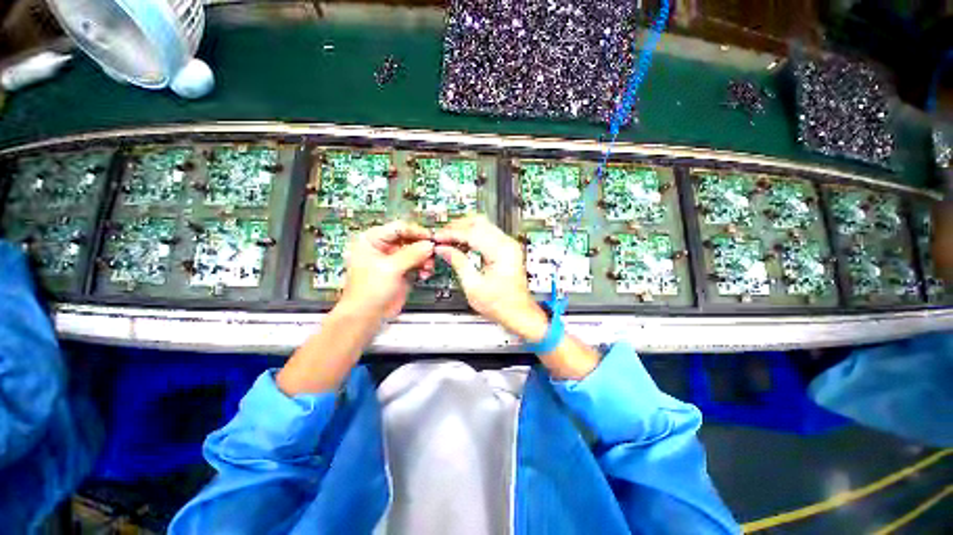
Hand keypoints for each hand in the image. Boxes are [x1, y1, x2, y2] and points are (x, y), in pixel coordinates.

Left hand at [339, 220, 434, 319]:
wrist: (367, 316)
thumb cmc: (368, 291)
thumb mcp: (390, 268)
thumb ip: (411, 254)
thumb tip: (429, 245)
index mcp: (372, 240)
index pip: (399, 228)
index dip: (416, 232)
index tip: (431, 238)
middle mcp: (383, 247)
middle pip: (409, 239)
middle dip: (422, 248)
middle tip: (432, 254)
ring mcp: (394, 260)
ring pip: (416, 252)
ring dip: (425, 259)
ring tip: (428, 267)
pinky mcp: (402, 271)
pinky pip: (418, 263)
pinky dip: (424, 267)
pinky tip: (425, 274)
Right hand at [434, 215, 548, 340]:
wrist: (518, 313)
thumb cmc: (501, 304)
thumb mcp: (473, 286)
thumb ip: (458, 263)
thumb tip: (443, 249)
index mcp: (501, 251)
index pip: (471, 233)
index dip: (451, 234)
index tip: (438, 238)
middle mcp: (507, 244)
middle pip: (478, 222)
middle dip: (457, 227)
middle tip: (442, 235)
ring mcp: (508, 245)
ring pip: (483, 225)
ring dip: (464, 230)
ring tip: (448, 239)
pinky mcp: (506, 249)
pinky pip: (487, 234)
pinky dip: (472, 236)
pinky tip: (461, 244)